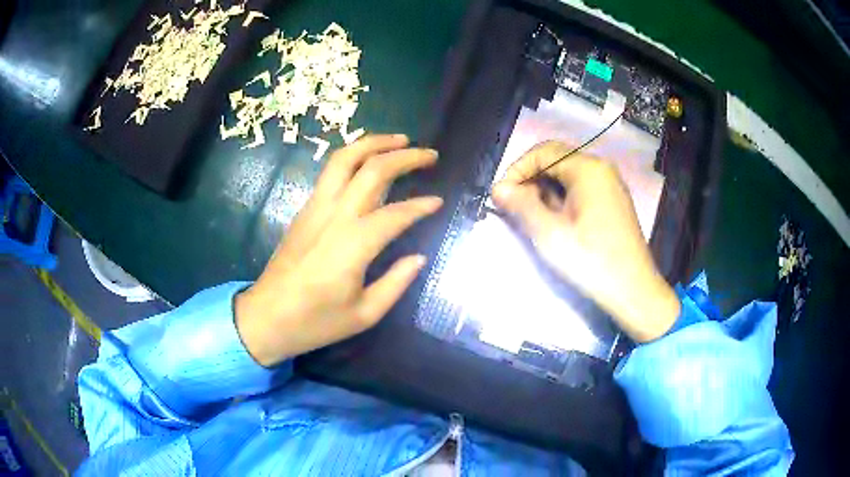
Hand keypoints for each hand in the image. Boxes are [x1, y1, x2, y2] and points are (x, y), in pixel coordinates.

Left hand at [235, 135, 441, 366]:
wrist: (266, 317)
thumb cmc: (315, 322)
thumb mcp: (364, 314)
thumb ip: (396, 283)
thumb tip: (418, 257)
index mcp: (354, 244)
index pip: (396, 213)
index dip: (421, 205)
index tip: (438, 201)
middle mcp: (335, 216)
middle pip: (372, 170)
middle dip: (405, 156)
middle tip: (429, 154)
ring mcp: (316, 208)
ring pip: (344, 159)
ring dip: (374, 143)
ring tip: (399, 140)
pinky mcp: (304, 209)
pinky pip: (331, 171)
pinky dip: (354, 156)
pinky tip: (367, 159)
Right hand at [492, 141, 679, 342]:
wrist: (633, 290)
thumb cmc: (591, 260)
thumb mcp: (550, 234)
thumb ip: (521, 205)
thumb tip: (498, 188)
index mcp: (588, 168)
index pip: (543, 152)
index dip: (517, 169)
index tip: (501, 196)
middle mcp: (601, 169)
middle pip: (556, 160)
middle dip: (531, 179)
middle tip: (513, 207)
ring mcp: (610, 185)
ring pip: (568, 176)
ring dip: (545, 190)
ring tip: (532, 217)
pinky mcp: (613, 202)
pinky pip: (581, 189)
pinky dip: (562, 198)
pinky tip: (556, 221)